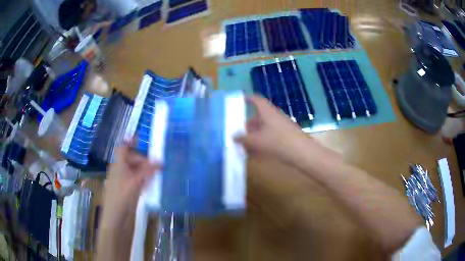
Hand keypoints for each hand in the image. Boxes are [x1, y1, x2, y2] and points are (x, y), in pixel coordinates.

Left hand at [101, 142, 160, 228]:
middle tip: (156, 167)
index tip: (140, 138)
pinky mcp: (126, 188)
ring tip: (154, 176)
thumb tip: (160, 162)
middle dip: (143, 161)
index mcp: (118, 163)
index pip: (123, 148)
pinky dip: (142, 179)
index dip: (130, 142)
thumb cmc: (122, 195)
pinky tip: (149, 184)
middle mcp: (120, 169)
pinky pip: (135, 179)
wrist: (115, 215)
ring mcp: (122, 179)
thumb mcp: (136, 181)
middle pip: (131, 159)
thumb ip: (148, 171)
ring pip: (134, 169)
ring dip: (144, 170)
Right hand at [235, 95, 313, 163]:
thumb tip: (233, 137)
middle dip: (249, 124)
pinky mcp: (287, 135)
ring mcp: (282, 125)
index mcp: (267, 112)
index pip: (257, 100)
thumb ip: (243, 139)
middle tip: (241, 134)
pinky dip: (263, 140)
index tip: (241, 100)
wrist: (301, 152)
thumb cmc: (277, 142)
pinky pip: (271, 134)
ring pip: (265, 126)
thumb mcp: (256, 141)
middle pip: (260, 116)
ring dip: (256, 134)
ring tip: (247, 146)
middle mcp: (275, 116)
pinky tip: (258, 152)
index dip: (248, 98)